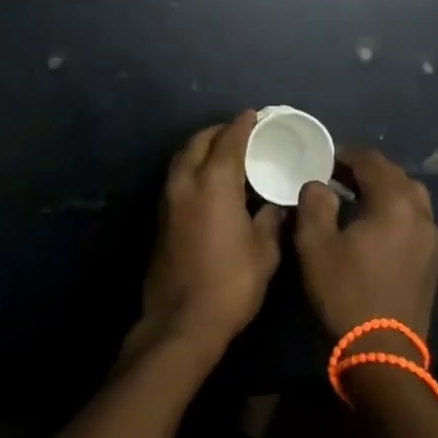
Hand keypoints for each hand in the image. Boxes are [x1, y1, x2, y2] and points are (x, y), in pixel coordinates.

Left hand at [134, 110, 284, 359]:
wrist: (181, 322)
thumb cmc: (230, 284)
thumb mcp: (264, 252)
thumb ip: (271, 219)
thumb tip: (277, 205)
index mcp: (214, 182)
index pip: (229, 140)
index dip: (243, 125)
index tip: (255, 115)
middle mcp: (186, 181)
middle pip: (200, 141)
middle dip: (219, 132)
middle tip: (241, 133)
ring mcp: (168, 198)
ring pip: (183, 157)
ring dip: (202, 147)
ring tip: (224, 152)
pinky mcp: (161, 217)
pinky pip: (177, 176)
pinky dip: (193, 167)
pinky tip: (209, 181)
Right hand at [294, 147, 437, 342]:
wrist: (383, 354)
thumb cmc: (346, 292)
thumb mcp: (315, 244)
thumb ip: (314, 203)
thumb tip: (319, 185)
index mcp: (394, 202)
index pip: (371, 161)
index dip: (346, 154)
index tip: (324, 159)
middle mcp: (420, 213)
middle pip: (395, 175)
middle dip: (366, 170)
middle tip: (338, 176)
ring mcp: (431, 238)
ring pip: (410, 196)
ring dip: (384, 190)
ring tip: (357, 198)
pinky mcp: (433, 260)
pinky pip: (415, 219)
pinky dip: (396, 211)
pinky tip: (375, 226)